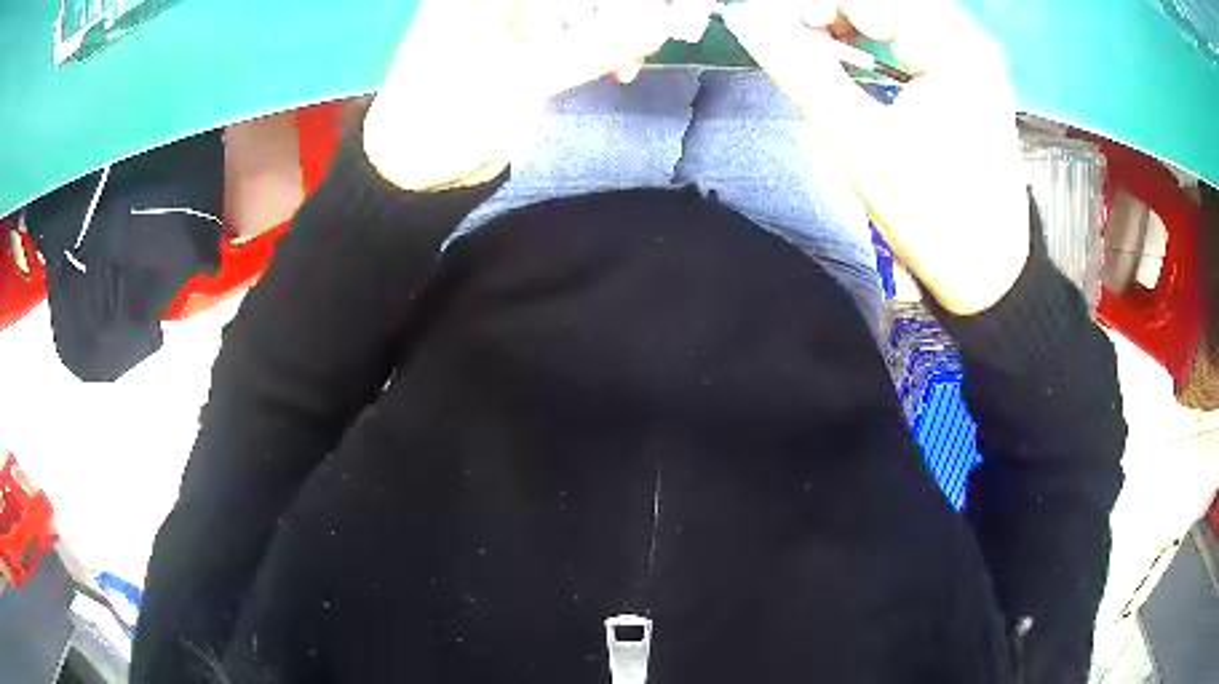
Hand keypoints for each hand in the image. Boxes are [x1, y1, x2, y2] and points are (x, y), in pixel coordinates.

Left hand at [364, 0, 677, 192]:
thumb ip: (595, 47)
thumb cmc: (449, 116)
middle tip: (652, 39)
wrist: (411, 168)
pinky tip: (614, 71)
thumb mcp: (523, 79)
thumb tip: (659, 24)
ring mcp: (509, 22)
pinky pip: (570, 39)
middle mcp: (496, 3)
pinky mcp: (519, 50)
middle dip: (619, 15)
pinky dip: (595, 53)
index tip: (651, 17)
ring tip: (629, 68)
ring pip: (578, 14)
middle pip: (573, 0)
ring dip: (611, 37)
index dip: (616, 3)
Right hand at [721, 0, 1030, 315]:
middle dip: (827, 11)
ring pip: (891, 9)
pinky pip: (906, 29)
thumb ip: (803, 72)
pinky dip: (868, 35)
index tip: (770, 30)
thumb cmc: (935, 221)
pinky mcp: (966, 72)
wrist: (990, 275)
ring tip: (813, 49)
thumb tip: (747, 19)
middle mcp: (968, 40)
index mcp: (954, 51)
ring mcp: (970, 55)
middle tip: (790, 40)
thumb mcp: (863, 147)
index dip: (808, 6)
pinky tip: (848, 56)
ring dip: (843, 20)